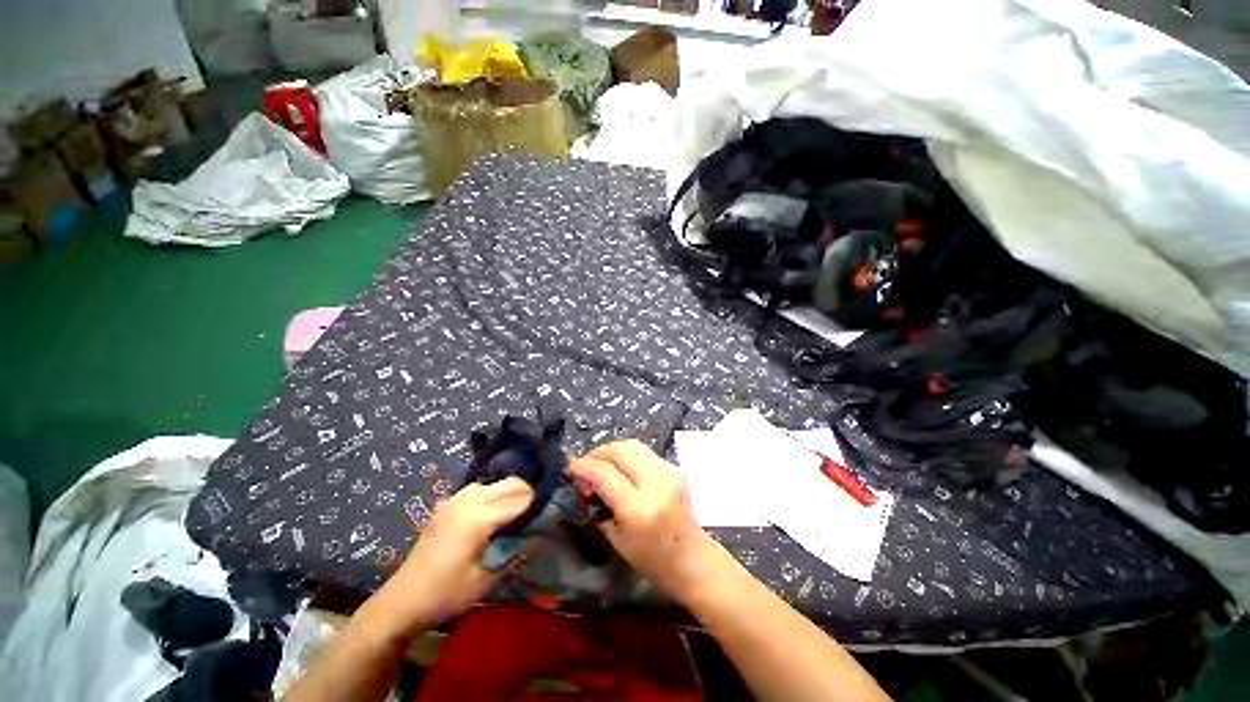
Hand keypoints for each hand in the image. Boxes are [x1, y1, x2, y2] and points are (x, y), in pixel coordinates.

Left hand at [370, 477, 533, 637]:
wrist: (401, 601)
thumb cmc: (446, 594)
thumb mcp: (486, 580)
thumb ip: (516, 554)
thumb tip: (541, 536)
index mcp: (480, 517)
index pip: (521, 499)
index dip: (539, 504)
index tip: (551, 511)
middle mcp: (469, 500)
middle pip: (510, 483)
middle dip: (527, 493)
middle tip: (537, 513)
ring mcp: (455, 500)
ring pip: (494, 483)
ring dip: (509, 492)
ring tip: (517, 511)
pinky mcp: (445, 505)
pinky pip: (476, 490)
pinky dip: (491, 494)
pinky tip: (490, 512)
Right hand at [568, 441, 721, 602]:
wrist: (692, 556)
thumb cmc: (652, 559)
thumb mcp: (616, 539)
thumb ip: (598, 506)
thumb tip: (584, 481)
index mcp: (638, 508)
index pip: (604, 473)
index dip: (583, 466)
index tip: (571, 469)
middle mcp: (654, 483)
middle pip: (619, 451)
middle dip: (596, 453)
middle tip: (585, 465)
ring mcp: (667, 471)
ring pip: (631, 444)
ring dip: (611, 450)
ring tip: (600, 463)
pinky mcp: (672, 467)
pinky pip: (643, 451)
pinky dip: (626, 454)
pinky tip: (619, 466)